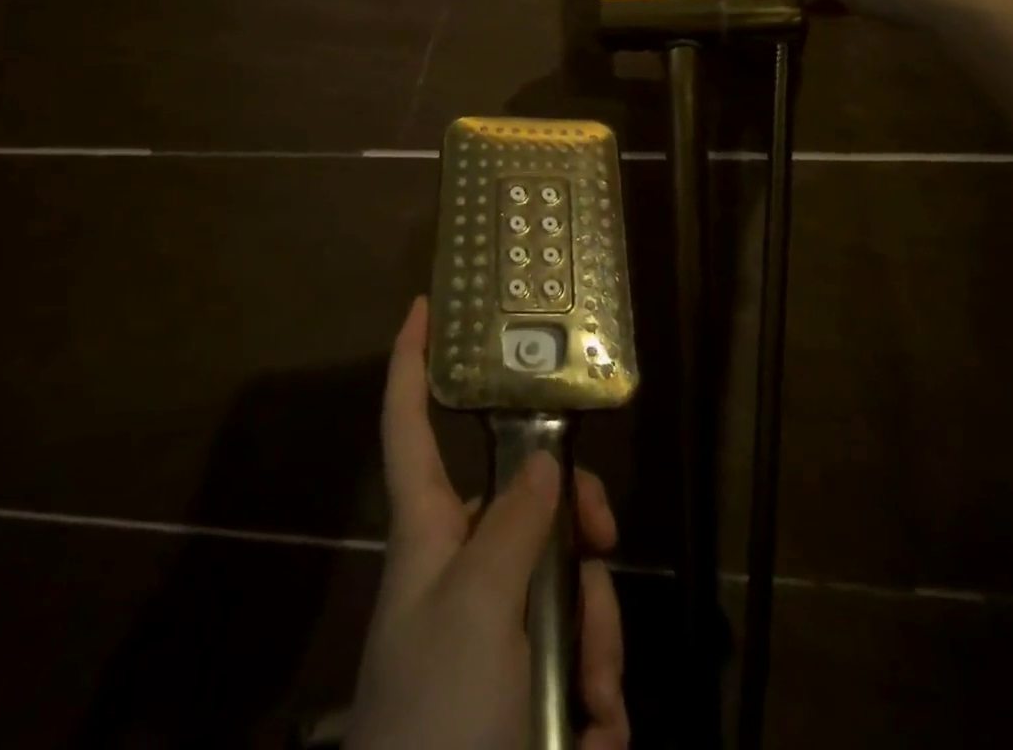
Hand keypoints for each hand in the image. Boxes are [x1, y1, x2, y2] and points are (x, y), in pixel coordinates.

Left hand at [347, 299, 629, 749]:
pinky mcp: (529, 683)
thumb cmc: (435, 713)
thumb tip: (542, 463)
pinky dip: (596, 694)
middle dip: (577, 528)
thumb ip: (511, 526)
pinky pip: (583, 654)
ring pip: (570, 582)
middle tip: (603, 546)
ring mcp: (499, 625)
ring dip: (595, 637)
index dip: (411, 363)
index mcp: (430, 530)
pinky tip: (589, 735)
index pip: (409, 424)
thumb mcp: (474, 609)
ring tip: (588, 705)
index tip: (424, 306)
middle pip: (530, 502)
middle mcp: (465, 565)